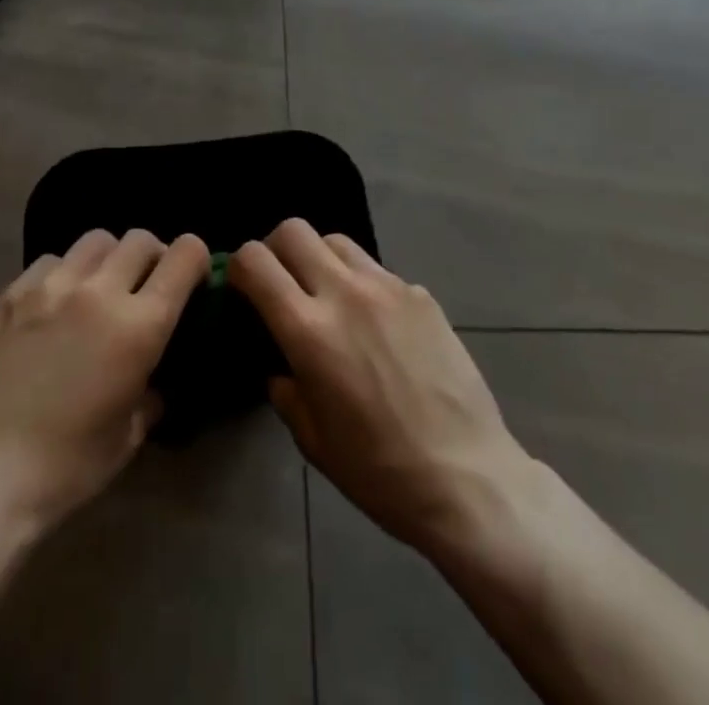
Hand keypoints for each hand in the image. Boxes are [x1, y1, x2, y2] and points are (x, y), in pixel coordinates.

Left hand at [0, 229, 209, 533]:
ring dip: (109, 258)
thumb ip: (150, 394)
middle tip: (146, 286)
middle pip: (140, 239)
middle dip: (153, 256)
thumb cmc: (66, 468)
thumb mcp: (128, 437)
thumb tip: (152, 380)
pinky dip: (64, 272)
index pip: (183, 256)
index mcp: (139, 325)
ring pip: (96, 240)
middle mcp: (99, 291)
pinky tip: (54, 303)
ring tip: (99, 288)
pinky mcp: (12, 293)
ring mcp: (51, 286)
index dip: (196, 259)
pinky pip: (51, 260)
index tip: (194, 278)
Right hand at [231, 218, 535, 556]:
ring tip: (329, 296)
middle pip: (294, 230)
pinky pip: (378, 271)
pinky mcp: (421, 295)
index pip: (255, 261)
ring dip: (321, 259)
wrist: (468, 477)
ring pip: (337, 240)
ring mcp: (388, 288)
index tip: (243, 289)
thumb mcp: (313, 440)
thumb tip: (281, 365)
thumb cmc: (380, 470)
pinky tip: (378, 326)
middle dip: (277, 249)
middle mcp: (345, 293)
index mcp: (309, 330)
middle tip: (282, 283)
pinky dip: (364, 285)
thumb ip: (286, 389)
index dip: (240, 267)